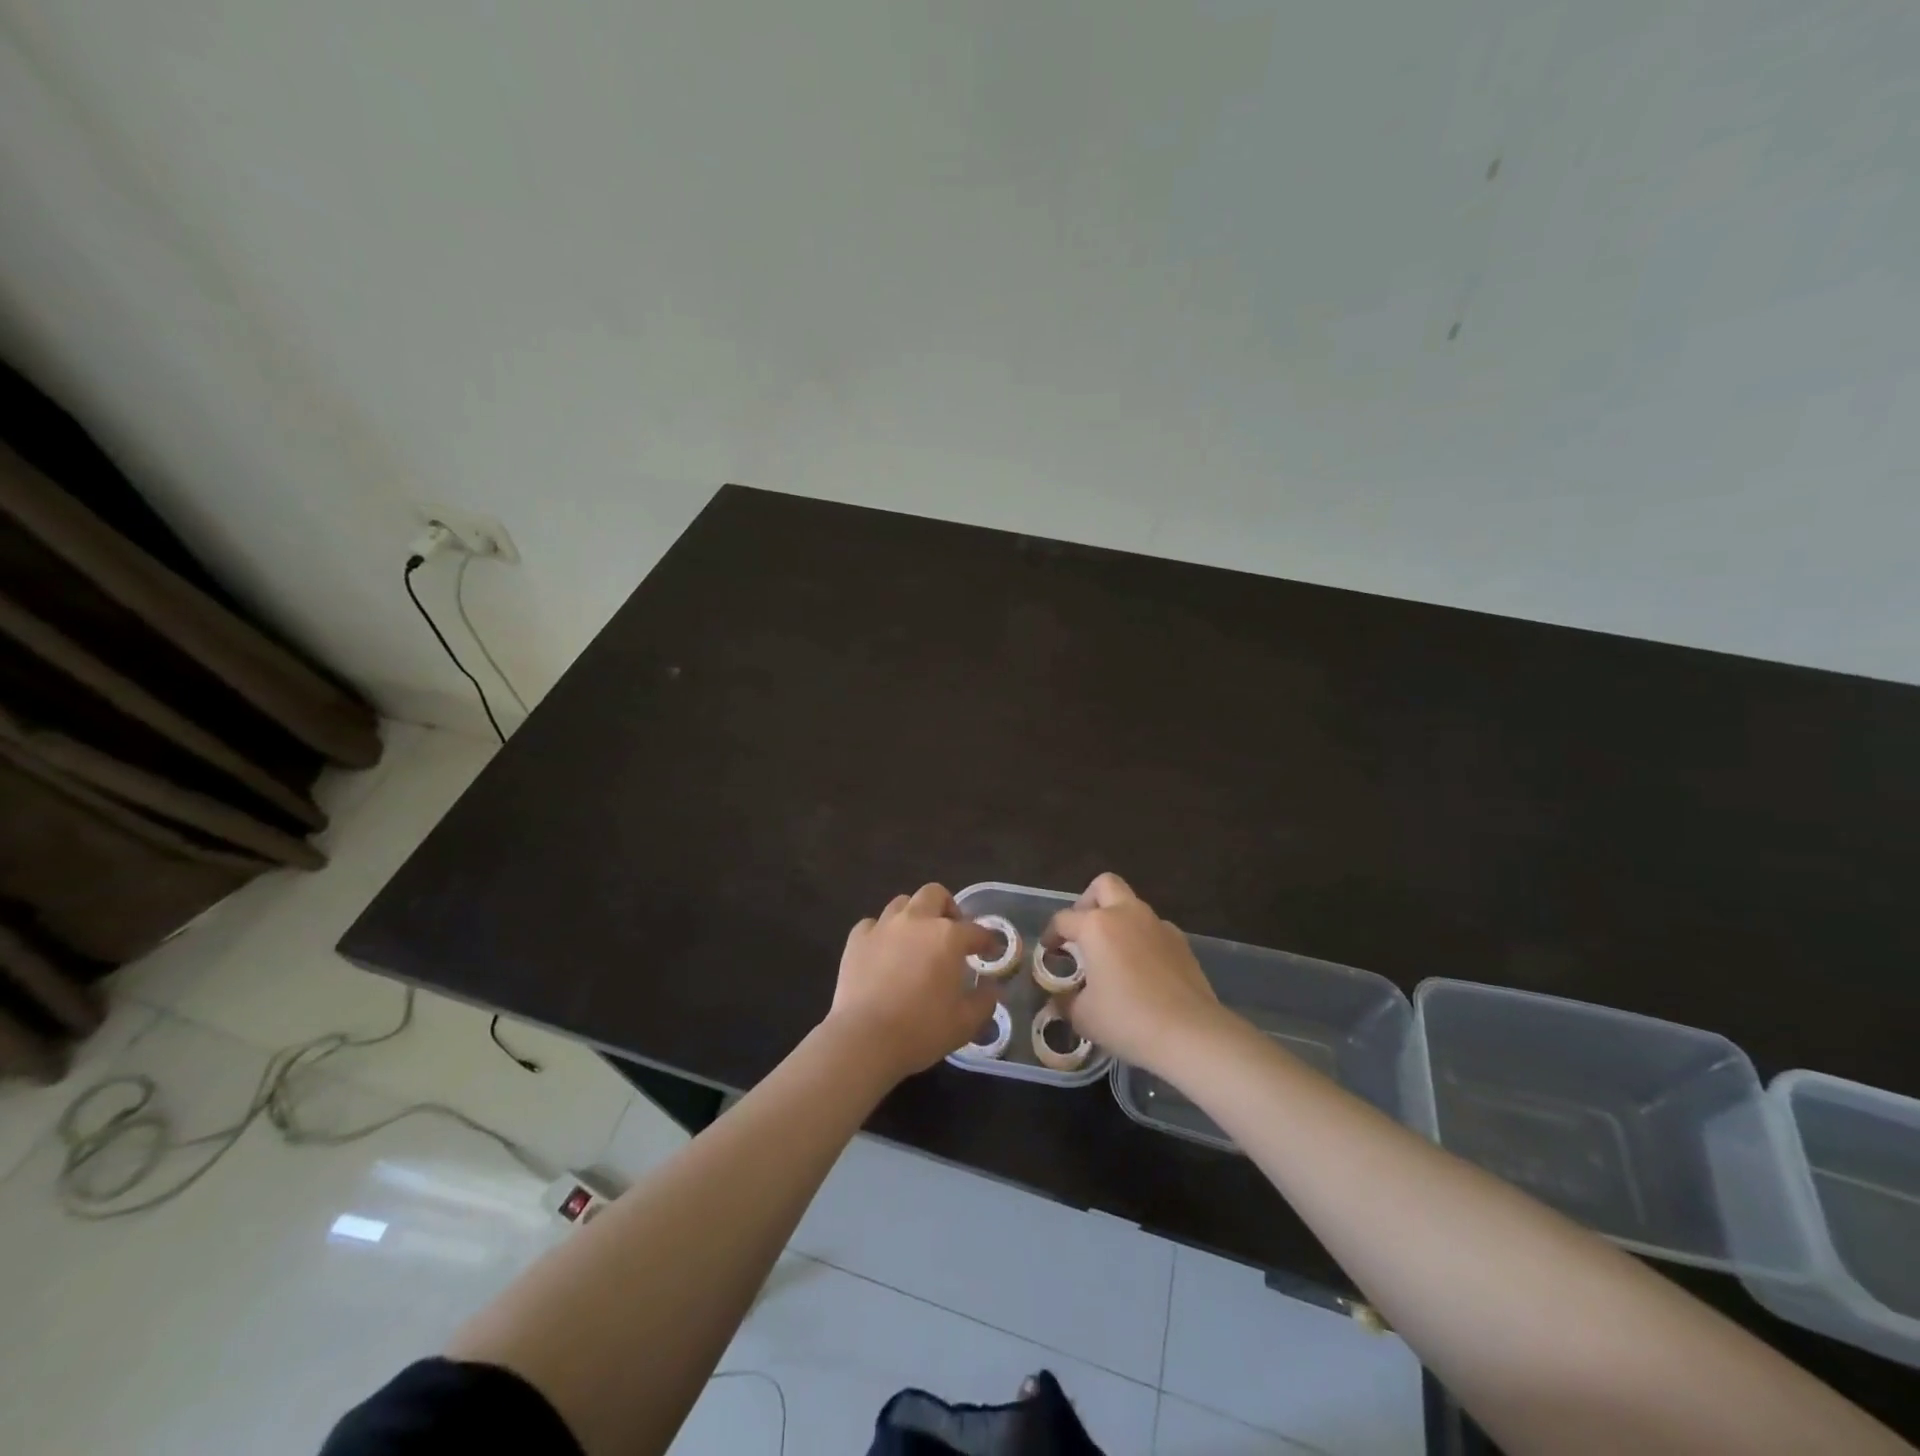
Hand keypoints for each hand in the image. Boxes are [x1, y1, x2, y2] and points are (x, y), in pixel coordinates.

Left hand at [828, 883, 999, 1082]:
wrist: (865, 1039)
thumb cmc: (922, 1030)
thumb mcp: (966, 1022)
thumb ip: (985, 1000)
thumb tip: (993, 988)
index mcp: (948, 937)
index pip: (976, 931)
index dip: (987, 941)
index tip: (991, 952)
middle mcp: (916, 921)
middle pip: (935, 894)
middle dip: (947, 908)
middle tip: (951, 933)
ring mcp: (883, 927)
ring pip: (902, 903)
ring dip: (914, 916)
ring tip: (916, 940)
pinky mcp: (856, 939)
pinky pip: (872, 924)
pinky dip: (881, 933)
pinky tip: (883, 952)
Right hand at [1047, 873, 1223, 1071]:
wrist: (1190, 1033)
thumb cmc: (1127, 1020)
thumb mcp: (1083, 1017)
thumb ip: (1065, 1001)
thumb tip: (1060, 998)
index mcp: (1096, 926)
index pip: (1063, 919)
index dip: (1051, 934)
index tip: (1049, 952)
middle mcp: (1127, 914)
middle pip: (1104, 885)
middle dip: (1088, 901)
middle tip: (1083, 931)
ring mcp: (1158, 925)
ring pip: (1132, 906)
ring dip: (1118, 920)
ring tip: (1112, 955)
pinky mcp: (1181, 941)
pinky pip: (1154, 929)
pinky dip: (1142, 940)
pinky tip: (1142, 970)